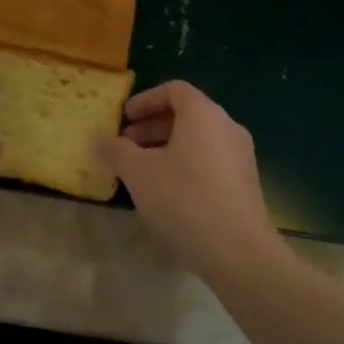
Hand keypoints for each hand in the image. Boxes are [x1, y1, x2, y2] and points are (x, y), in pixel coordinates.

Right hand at [93, 81, 288, 280]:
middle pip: (186, 114)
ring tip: (141, 172)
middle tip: (125, 146)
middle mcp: (227, 128)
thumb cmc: (185, 201)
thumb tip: (98, 141)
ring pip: (197, 140)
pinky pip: (209, 161)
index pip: (174, 90)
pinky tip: (166, 194)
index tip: (123, 119)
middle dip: (152, 127)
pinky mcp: (245, 184)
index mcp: (204, 115)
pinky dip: (184, 165)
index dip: (145, 100)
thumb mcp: (139, 174)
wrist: (240, 253)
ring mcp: (240, 157)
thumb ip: (115, 151)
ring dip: (166, 148)